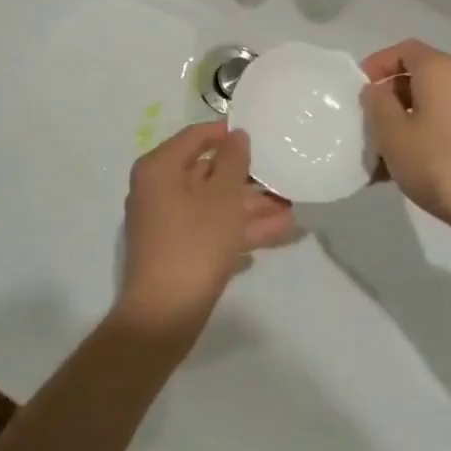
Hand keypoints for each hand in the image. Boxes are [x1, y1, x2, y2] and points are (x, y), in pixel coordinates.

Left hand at [114, 122, 293, 343]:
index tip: (260, 135)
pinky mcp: (177, 250)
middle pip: (208, 173)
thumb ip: (234, 161)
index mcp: (160, 168)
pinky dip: (240, 230)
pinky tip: (277, 233)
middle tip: (283, 179)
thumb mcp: (223, 197)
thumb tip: (236, 135)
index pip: (196, 137)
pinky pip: (211, 229)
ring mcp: (167, 222)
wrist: (164, 316)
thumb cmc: (194, 243)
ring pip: (214, 205)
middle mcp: (158, 189)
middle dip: (248, 180)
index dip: (227, 134)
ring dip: (251, 208)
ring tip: (292, 210)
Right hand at [359, 40, 450, 244]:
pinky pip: (439, 124)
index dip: (377, 64)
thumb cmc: (438, 161)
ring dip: (400, 120)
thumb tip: (377, 90)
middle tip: (365, 121)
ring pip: (426, 104)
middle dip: (386, 96)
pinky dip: (418, 135)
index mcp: (439, 70)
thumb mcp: (392, 132)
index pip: (403, 49)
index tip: (358, 89)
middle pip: (415, 76)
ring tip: (378, 151)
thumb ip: (377, 103)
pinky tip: (400, 167)